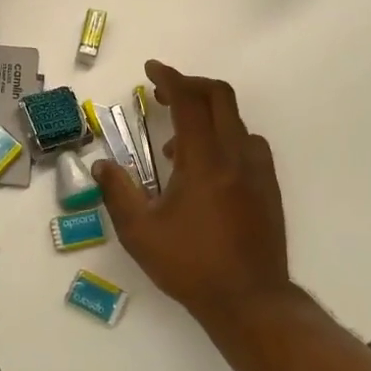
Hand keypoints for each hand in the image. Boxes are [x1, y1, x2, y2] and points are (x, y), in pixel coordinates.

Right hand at [95, 61, 289, 317]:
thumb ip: (117, 192)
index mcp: (205, 161)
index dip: (170, 78)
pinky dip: (225, 138)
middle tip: (164, 94)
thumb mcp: (140, 232)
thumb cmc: (190, 265)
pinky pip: (249, 144)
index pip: (190, 101)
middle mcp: (236, 156)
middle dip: (191, 85)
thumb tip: (101, 164)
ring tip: (177, 144)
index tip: (151, 70)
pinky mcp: (269, 188)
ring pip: (237, 121)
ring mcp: (258, 171)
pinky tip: (207, 169)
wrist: (250, 300)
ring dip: (207, 115)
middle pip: (220, 98)